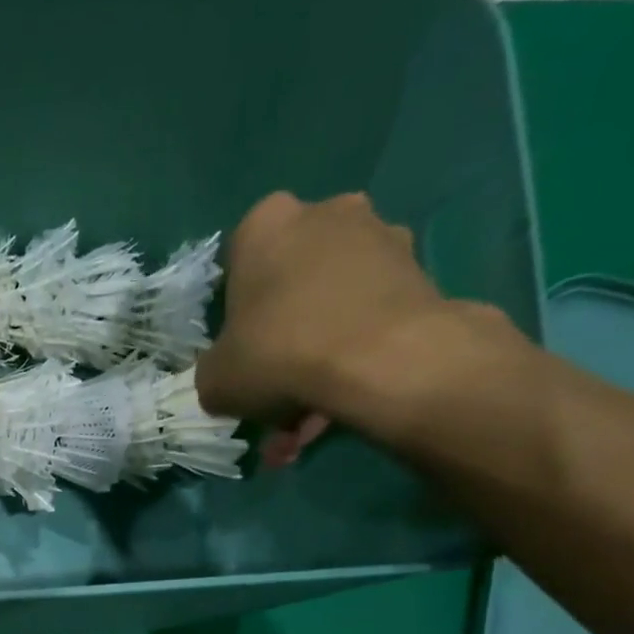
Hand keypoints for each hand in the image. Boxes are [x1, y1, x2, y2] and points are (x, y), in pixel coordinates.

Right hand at [194, 192, 522, 460]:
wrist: (380, 359)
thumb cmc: (278, 352)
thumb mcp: (213, 379)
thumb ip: (215, 371)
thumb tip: (228, 377)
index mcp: (265, 225)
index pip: (238, 264)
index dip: (235, 314)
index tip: (238, 350)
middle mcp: (325, 213)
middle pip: (292, 283)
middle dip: (283, 338)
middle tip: (274, 391)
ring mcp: (380, 237)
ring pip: (332, 306)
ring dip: (318, 358)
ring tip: (309, 419)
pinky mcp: (419, 272)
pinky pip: (368, 322)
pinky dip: (353, 361)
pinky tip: (341, 408)